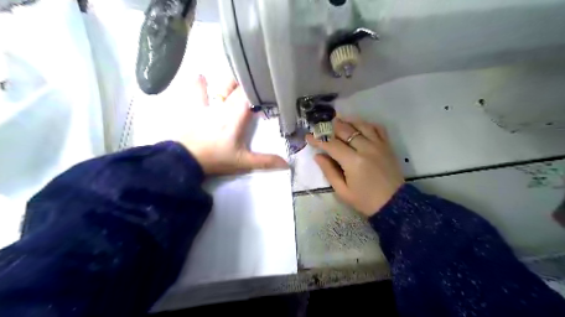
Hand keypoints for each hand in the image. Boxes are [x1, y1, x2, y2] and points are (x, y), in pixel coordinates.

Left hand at [179, 77, 287, 174]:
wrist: (185, 161)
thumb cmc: (216, 160)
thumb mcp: (242, 163)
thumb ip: (264, 162)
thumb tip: (287, 164)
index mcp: (235, 118)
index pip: (249, 96)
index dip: (259, 88)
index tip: (268, 83)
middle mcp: (223, 108)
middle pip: (237, 89)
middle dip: (248, 83)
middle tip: (257, 79)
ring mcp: (207, 106)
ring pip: (220, 87)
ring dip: (229, 81)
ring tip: (238, 76)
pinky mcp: (195, 109)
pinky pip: (197, 92)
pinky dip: (199, 83)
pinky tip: (200, 76)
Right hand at [307, 117, 402, 215]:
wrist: (394, 204)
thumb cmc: (365, 200)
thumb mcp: (343, 191)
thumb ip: (329, 172)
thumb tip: (318, 156)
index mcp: (353, 162)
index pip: (332, 144)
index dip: (318, 139)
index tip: (309, 136)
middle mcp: (366, 149)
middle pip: (345, 130)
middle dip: (330, 127)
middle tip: (320, 127)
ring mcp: (379, 145)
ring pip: (361, 125)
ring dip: (347, 121)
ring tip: (337, 120)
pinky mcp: (387, 146)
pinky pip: (377, 128)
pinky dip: (367, 124)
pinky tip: (359, 125)